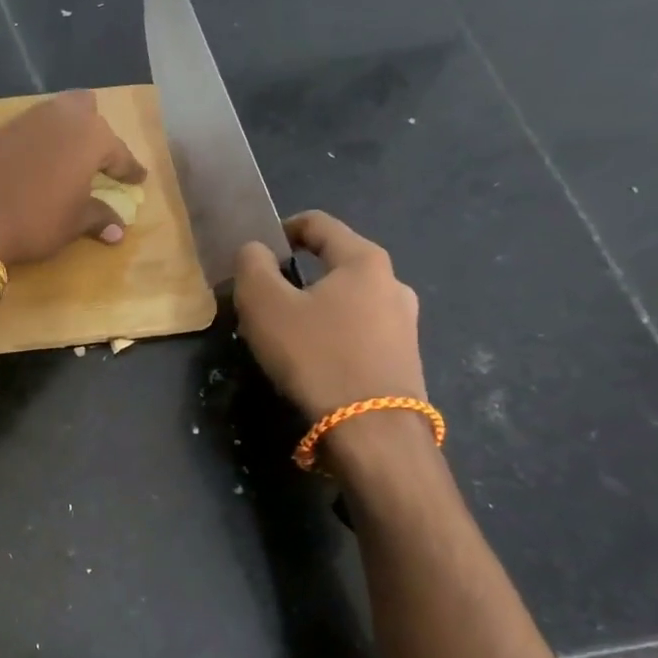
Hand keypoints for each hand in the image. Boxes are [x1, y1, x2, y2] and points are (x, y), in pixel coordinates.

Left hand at [0, 90, 146, 265]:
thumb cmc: (34, 220)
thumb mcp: (72, 224)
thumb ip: (98, 218)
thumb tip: (118, 230)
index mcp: (90, 136)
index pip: (119, 152)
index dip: (129, 168)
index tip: (138, 177)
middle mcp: (60, 117)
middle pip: (86, 109)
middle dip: (94, 129)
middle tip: (96, 157)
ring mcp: (25, 120)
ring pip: (54, 114)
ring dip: (63, 133)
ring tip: (65, 159)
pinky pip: (27, 129)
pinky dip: (36, 142)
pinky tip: (32, 164)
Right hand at [233, 211, 425, 421]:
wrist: (373, 433)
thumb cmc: (315, 356)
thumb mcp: (264, 304)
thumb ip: (252, 265)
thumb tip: (256, 251)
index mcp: (364, 260)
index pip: (318, 223)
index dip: (282, 229)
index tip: (256, 252)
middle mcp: (393, 284)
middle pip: (333, 264)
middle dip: (294, 276)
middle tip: (263, 301)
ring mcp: (405, 323)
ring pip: (345, 301)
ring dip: (312, 308)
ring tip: (283, 335)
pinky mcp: (404, 359)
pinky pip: (358, 332)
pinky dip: (331, 335)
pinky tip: (310, 361)